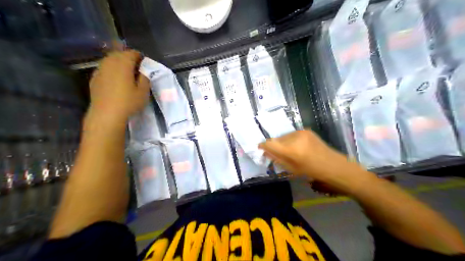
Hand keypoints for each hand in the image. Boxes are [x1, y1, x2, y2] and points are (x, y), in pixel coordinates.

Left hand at [88, 50, 149, 121]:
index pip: (132, 53)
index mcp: (123, 64)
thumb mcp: (143, 91)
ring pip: (110, 60)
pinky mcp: (94, 77)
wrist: (106, 114)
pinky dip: (111, 70)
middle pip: (120, 54)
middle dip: (129, 58)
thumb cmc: (128, 102)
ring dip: (119, 63)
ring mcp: (100, 69)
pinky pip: (104, 68)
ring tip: (127, 73)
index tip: (145, 65)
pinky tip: (116, 80)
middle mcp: (109, 62)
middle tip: (137, 69)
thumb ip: (145, 77)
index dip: (140, 57)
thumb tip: (144, 70)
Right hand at [260, 131, 374, 195]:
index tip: (260, 149)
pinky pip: (291, 135)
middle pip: (276, 139)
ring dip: (282, 143)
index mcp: (291, 150)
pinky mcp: (306, 130)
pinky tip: (296, 147)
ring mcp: (301, 132)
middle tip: (276, 154)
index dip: (263, 146)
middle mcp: (295, 137)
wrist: (333, 165)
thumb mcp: (291, 169)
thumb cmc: (312, 171)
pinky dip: (290, 140)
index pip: (270, 143)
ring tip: (288, 151)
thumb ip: (277, 159)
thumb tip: (265, 151)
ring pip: (284, 136)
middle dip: (274, 146)